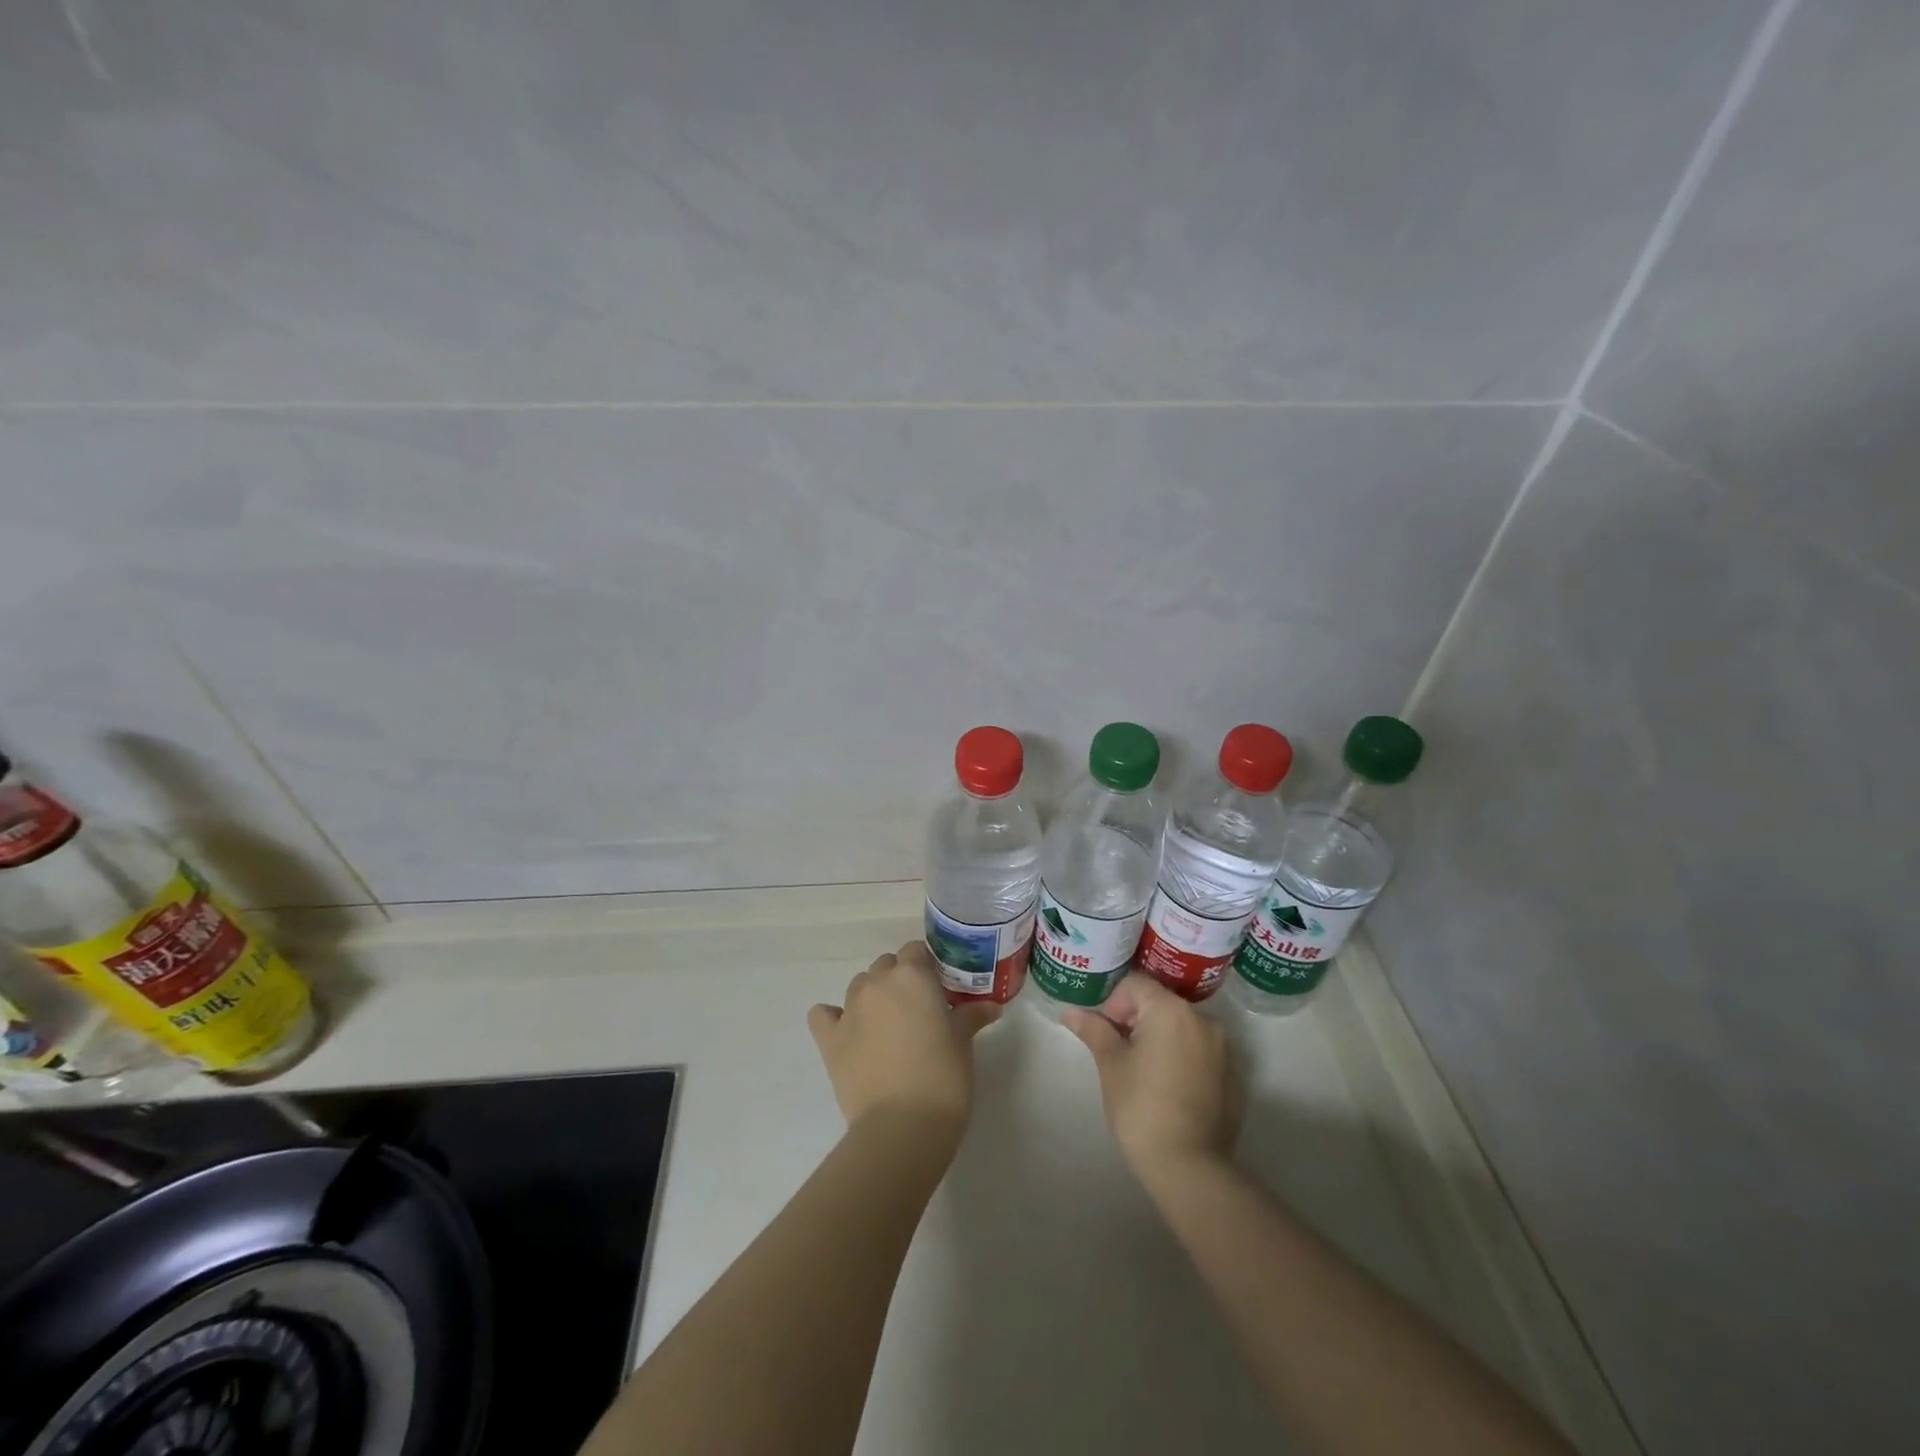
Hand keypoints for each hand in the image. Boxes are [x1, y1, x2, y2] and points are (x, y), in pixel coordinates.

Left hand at [807, 942, 999, 1146]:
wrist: (902, 1127)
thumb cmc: (943, 1078)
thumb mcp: (963, 1043)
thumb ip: (971, 1016)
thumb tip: (991, 1006)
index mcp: (912, 976)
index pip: (916, 951)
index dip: (927, 966)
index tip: (939, 988)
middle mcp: (877, 983)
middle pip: (886, 965)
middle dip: (900, 980)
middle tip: (918, 1010)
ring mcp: (849, 1009)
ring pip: (860, 985)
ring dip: (874, 996)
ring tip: (889, 1026)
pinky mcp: (829, 1039)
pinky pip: (824, 1014)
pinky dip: (833, 1017)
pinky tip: (847, 1031)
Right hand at [1063, 973, 1244, 1182]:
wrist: (1189, 1166)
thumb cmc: (1141, 1107)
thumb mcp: (1110, 1064)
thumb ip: (1093, 1030)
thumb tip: (1069, 1011)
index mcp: (1171, 1010)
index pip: (1135, 984)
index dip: (1114, 1004)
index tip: (1107, 1034)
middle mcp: (1203, 1020)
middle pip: (1161, 1003)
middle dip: (1137, 1020)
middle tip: (1120, 1054)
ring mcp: (1224, 1049)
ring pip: (1182, 1028)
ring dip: (1161, 1039)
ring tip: (1145, 1073)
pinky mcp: (1234, 1077)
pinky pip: (1201, 1054)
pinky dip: (1183, 1060)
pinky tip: (1170, 1091)